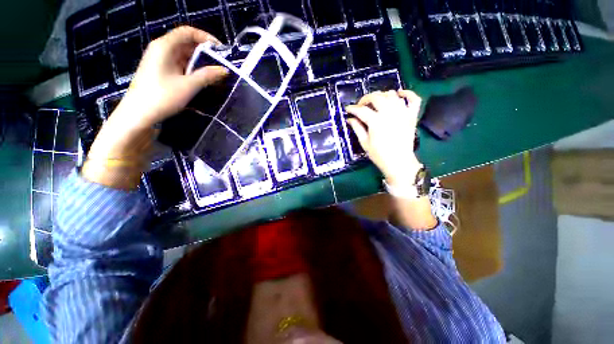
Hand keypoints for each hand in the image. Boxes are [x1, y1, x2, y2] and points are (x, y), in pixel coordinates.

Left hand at [111, 25, 227, 130]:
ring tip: (215, 74)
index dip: (205, 37)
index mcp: (165, 46)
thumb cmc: (162, 97)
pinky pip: (180, 65)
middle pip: (186, 43)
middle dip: (205, 52)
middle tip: (221, 64)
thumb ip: (207, 75)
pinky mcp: (161, 71)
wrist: (138, 114)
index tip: (221, 50)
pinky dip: (192, 69)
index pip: (187, 32)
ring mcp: (160, 60)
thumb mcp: (188, 86)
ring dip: (200, 63)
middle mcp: (161, 49)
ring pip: (184, 55)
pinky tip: (202, 79)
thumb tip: (225, 70)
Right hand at [345, 90, 422, 187]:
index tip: (348, 109)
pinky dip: (407, 93)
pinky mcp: (412, 115)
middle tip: (361, 106)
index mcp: (376, 121)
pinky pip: (413, 99)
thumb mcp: (364, 143)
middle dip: (365, 99)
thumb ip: (357, 128)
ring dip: (381, 95)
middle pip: (376, 97)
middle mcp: (389, 113)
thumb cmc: (379, 155)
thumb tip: (350, 119)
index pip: (362, 110)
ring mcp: (403, 113)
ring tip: (376, 102)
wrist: (399, 162)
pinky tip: (398, 94)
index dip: (353, 108)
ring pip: (391, 95)